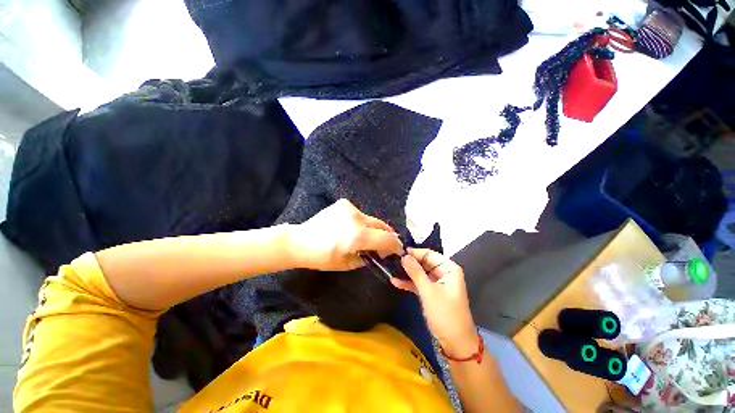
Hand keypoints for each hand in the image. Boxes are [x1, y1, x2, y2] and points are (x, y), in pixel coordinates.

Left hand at [288, 199, 402, 271]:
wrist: (299, 241)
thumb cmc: (321, 257)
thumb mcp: (347, 264)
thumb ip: (368, 257)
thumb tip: (379, 253)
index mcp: (358, 236)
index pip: (387, 239)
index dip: (396, 246)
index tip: (397, 251)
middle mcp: (357, 218)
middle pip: (382, 226)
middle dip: (387, 236)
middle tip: (384, 246)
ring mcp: (350, 208)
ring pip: (371, 219)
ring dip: (373, 229)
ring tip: (365, 238)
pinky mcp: (344, 203)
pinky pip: (359, 214)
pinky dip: (361, 222)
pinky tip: (351, 228)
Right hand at [392, 248, 478, 356]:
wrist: (456, 343)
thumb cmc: (445, 314)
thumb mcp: (428, 291)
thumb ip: (415, 272)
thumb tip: (403, 256)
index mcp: (448, 268)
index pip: (429, 254)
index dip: (414, 253)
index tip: (397, 252)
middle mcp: (444, 272)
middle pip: (424, 262)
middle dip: (409, 262)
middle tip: (391, 260)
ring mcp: (438, 283)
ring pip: (420, 273)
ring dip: (407, 273)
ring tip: (391, 269)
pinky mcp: (432, 293)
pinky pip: (419, 283)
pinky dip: (409, 283)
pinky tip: (395, 281)